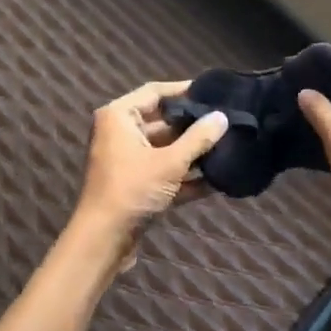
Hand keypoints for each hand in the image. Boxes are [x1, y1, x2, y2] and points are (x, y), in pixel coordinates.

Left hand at [71, 80, 229, 271]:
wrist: (103, 241)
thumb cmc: (132, 189)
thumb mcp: (169, 162)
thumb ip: (198, 138)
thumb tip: (222, 117)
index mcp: (119, 116)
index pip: (154, 92)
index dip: (183, 89)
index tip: (212, 90)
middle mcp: (120, 133)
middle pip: (162, 121)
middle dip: (192, 124)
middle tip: (225, 119)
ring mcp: (127, 160)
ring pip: (165, 148)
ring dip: (192, 152)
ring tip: (227, 146)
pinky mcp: (136, 185)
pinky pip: (164, 172)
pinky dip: (185, 176)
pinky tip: (217, 180)